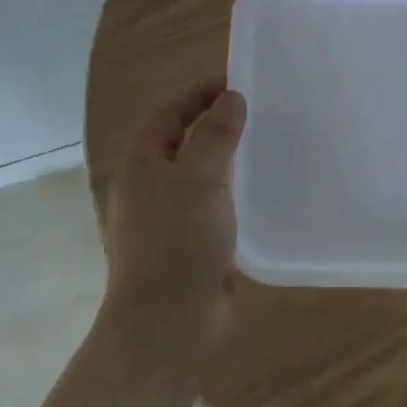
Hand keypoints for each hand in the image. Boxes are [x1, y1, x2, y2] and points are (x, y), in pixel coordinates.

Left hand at [101, 79, 246, 336]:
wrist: (168, 322)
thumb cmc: (178, 241)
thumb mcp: (199, 178)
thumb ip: (216, 135)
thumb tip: (231, 98)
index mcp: (141, 165)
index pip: (168, 114)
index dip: (198, 94)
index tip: (236, 84)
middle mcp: (149, 188)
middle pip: (182, 143)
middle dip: (215, 125)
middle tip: (257, 114)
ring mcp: (167, 220)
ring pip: (199, 177)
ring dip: (226, 160)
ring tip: (265, 148)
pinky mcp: (188, 247)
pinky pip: (211, 208)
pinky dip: (232, 194)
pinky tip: (260, 195)